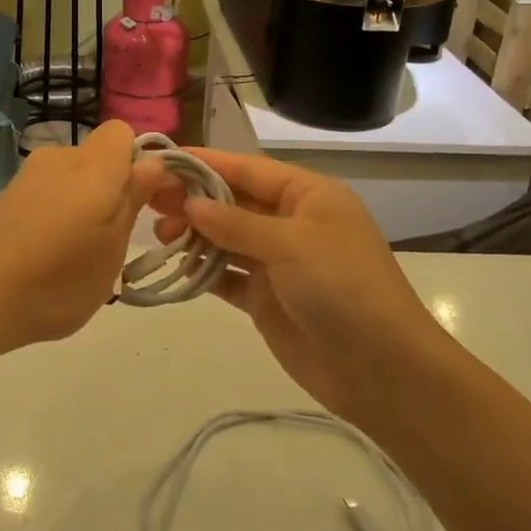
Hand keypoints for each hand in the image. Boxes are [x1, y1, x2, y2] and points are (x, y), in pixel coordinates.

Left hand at [0, 119, 165, 353]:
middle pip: (98, 157)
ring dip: (84, 204)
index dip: (138, 161)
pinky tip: (45, 256)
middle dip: (112, 188)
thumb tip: (152, 163)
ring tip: (76, 255)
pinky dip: (56, 214)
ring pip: (73, 178)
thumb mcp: (111, 251)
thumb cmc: (56, 282)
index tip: (143, 201)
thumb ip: (133, 201)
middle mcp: (59, 158)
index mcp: (93, 166)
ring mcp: (27, 176)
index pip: (123, 132)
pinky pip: (48, 193)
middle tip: (112, 238)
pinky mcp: (5, 195)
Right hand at [151, 149, 444, 429]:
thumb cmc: (343, 288)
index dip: (206, 162)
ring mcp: (278, 263)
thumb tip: (190, 202)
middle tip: (147, 201)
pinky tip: (176, 266)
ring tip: (158, 235)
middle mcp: (291, 223)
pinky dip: (203, 270)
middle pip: (233, 202)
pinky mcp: (266, 299)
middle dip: (193, 199)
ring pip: (226, 238)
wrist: (382, 370)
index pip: (248, 169)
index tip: (162, 160)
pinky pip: (227, 276)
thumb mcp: (291, 245)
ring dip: (194, 234)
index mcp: (308, 196)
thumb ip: (236, 223)